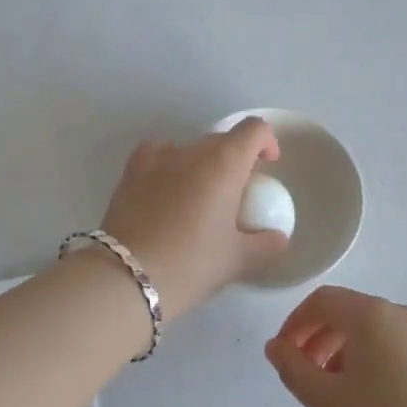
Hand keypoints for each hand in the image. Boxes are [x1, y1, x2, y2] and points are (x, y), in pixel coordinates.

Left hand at [98, 118, 290, 318]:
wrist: (128, 277)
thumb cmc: (191, 264)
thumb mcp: (237, 260)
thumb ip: (266, 244)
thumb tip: (278, 237)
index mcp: (224, 163)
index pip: (254, 130)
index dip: (266, 141)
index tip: (268, 166)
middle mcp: (191, 150)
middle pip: (221, 139)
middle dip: (235, 158)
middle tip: (236, 194)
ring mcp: (156, 158)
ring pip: (189, 147)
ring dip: (201, 163)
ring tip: (200, 196)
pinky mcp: (130, 172)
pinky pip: (156, 154)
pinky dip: (168, 163)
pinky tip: (167, 188)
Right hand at [265, 287, 406, 406]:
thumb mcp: (327, 401)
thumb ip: (293, 368)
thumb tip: (275, 347)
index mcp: (372, 314)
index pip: (322, 301)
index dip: (295, 323)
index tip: (284, 355)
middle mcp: (402, 314)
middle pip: (349, 313)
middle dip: (319, 338)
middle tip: (306, 376)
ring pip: (375, 331)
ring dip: (346, 352)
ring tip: (338, 393)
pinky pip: (399, 347)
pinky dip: (375, 361)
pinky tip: (376, 402)